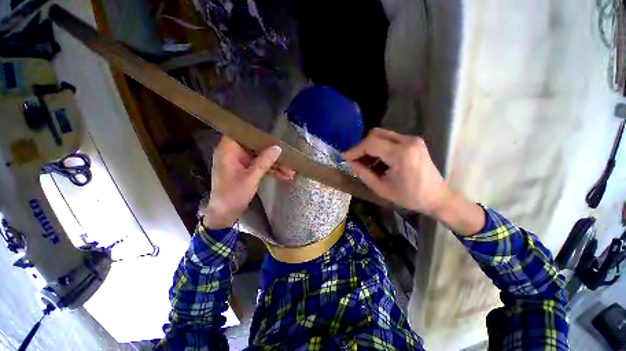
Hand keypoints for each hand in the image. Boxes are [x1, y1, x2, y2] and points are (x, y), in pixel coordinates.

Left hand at [202, 136, 294, 228]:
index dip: (257, 131)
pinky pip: (260, 167)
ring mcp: (241, 163)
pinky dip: (271, 171)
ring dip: (275, 165)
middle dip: (272, 153)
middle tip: (287, 153)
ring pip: (260, 158)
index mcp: (228, 151)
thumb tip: (278, 147)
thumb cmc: (233, 195)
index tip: (273, 132)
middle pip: (255, 147)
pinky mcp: (246, 171)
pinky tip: (285, 176)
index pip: (242, 133)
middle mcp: (234, 154)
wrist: (224, 215)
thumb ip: (264, 162)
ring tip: (291, 170)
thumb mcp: (251, 178)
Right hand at [342, 128, 450, 214]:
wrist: (437, 197)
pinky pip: (389, 139)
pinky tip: (376, 159)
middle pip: (375, 134)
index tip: (344, 157)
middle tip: (354, 159)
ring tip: (364, 161)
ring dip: (369, 146)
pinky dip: (379, 147)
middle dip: (361, 146)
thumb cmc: (410, 197)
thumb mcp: (382, 189)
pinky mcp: (413, 141)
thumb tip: (350, 163)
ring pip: (382, 135)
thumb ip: (364, 174)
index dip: (355, 150)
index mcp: (401, 154)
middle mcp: (408, 141)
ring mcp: (412, 139)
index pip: (371, 144)